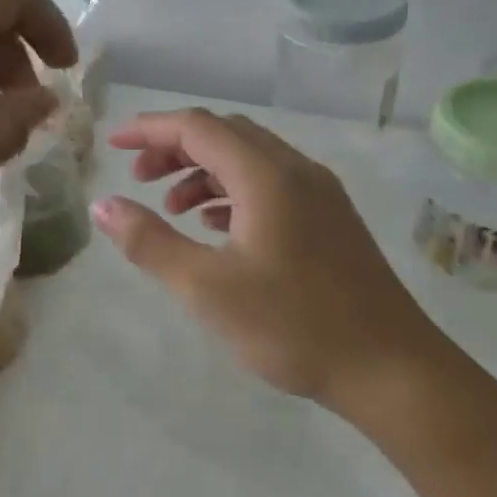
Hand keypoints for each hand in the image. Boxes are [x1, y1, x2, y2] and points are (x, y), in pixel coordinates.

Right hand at [93, 108, 443, 412]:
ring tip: (171, 208)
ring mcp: (320, 193)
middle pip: (225, 135)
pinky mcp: (331, 219)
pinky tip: (216, 228)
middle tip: (138, 179)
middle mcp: (296, 170)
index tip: (113, 146)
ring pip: (249, 159)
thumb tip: (104, 206)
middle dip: (175, 148)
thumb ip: (150, 242)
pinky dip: (233, 192)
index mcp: (267, 175)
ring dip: (204, 171)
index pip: (197, 127)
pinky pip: (271, 184)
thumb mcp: (207, 288)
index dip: (150, 130)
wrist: (392, 370)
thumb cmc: (294, 326)